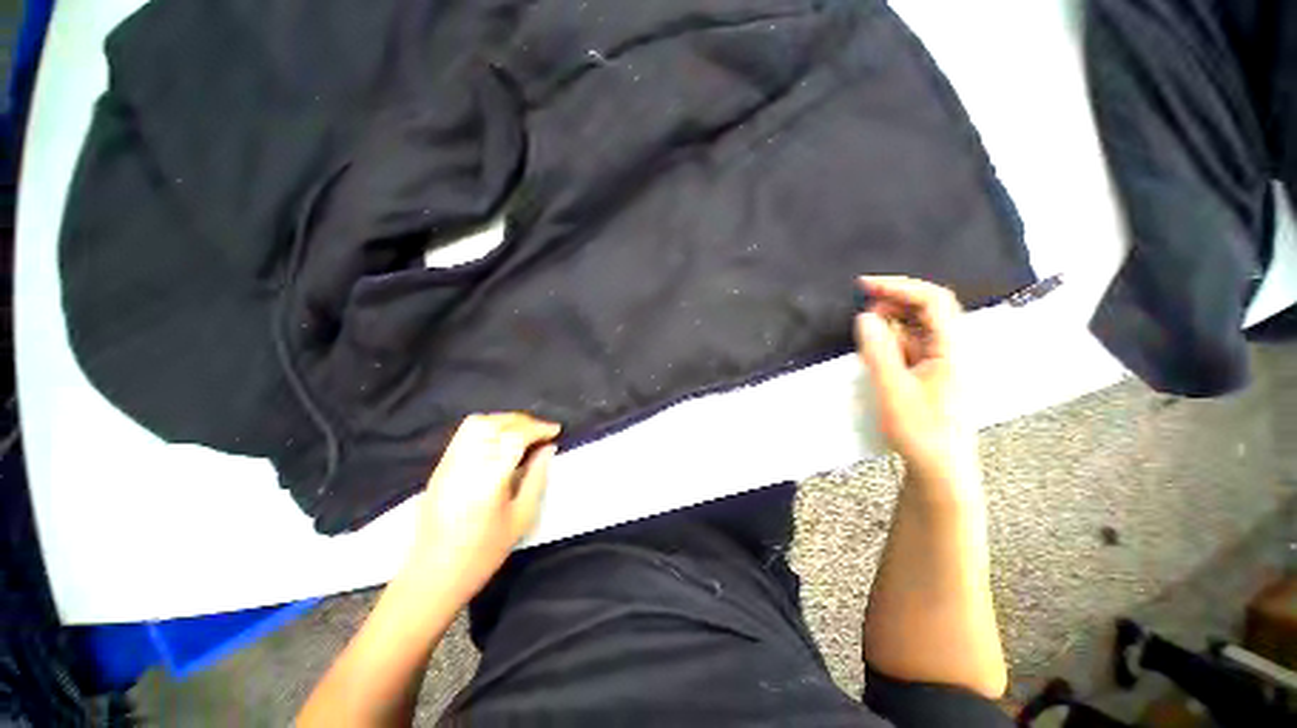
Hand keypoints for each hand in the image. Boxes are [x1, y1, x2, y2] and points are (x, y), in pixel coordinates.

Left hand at [403, 413, 560, 603]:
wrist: (434, 574)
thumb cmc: (483, 552)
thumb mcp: (522, 517)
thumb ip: (537, 477)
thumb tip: (549, 448)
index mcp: (489, 477)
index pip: (516, 436)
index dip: (539, 428)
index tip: (556, 430)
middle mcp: (466, 462)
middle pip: (496, 423)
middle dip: (523, 421)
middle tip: (541, 431)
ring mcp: (449, 462)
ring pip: (478, 423)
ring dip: (505, 420)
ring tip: (522, 432)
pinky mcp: (440, 466)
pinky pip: (465, 433)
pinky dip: (488, 427)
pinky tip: (500, 441)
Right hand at [854, 276, 976, 486]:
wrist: (939, 468)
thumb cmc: (920, 430)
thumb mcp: (893, 390)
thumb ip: (879, 351)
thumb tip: (865, 317)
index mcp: (950, 348)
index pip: (933, 301)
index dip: (900, 286)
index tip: (865, 285)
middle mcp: (950, 348)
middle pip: (927, 309)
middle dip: (893, 303)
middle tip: (861, 312)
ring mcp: (940, 360)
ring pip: (916, 327)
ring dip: (889, 323)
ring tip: (866, 337)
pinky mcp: (929, 372)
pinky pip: (909, 345)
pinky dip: (890, 341)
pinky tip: (875, 352)